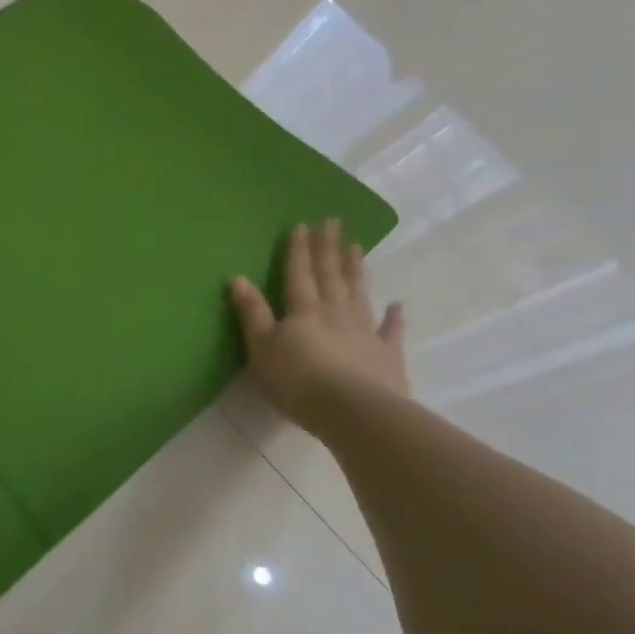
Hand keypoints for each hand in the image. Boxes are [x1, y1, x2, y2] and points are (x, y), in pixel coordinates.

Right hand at [229, 220, 408, 436]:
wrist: (353, 411)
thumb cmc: (296, 381)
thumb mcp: (261, 348)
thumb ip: (252, 313)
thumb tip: (237, 278)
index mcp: (303, 311)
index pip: (298, 274)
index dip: (299, 250)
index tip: (302, 225)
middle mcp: (336, 312)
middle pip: (331, 275)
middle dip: (329, 248)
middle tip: (333, 222)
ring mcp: (365, 332)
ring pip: (359, 293)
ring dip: (356, 270)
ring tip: (357, 246)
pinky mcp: (387, 355)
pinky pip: (391, 330)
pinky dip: (395, 317)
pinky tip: (397, 304)